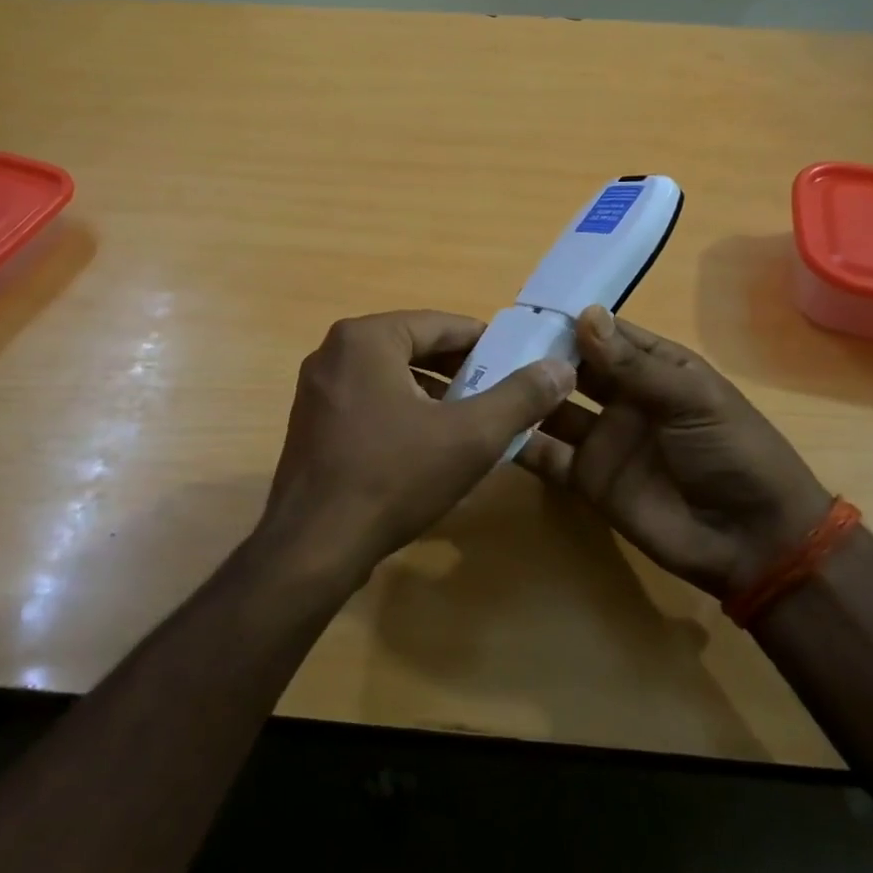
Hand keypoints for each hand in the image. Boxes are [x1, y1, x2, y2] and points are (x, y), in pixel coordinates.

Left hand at [257, 311, 575, 589]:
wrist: (314, 548)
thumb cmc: (393, 479)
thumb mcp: (470, 437)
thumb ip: (519, 397)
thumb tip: (560, 367)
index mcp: (366, 337)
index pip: (441, 325)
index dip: (487, 344)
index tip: (520, 364)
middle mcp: (334, 351)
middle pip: (414, 347)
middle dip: (460, 371)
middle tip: (501, 396)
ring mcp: (317, 388)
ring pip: (391, 376)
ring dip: (433, 394)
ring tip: (471, 421)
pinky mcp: (311, 422)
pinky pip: (368, 401)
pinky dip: (402, 412)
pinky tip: (427, 446)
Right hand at [517, 306, 833, 599]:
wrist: (752, 541)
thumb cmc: (733, 452)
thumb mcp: (691, 398)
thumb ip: (633, 364)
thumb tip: (584, 314)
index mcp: (654, 369)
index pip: (605, 335)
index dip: (569, 322)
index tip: (523, 309)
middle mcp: (623, 398)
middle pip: (571, 370)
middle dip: (537, 355)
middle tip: (487, 342)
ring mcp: (603, 440)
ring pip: (552, 410)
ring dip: (523, 396)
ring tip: (479, 379)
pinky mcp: (588, 480)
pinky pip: (547, 457)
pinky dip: (519, 444)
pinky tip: (488, 429)